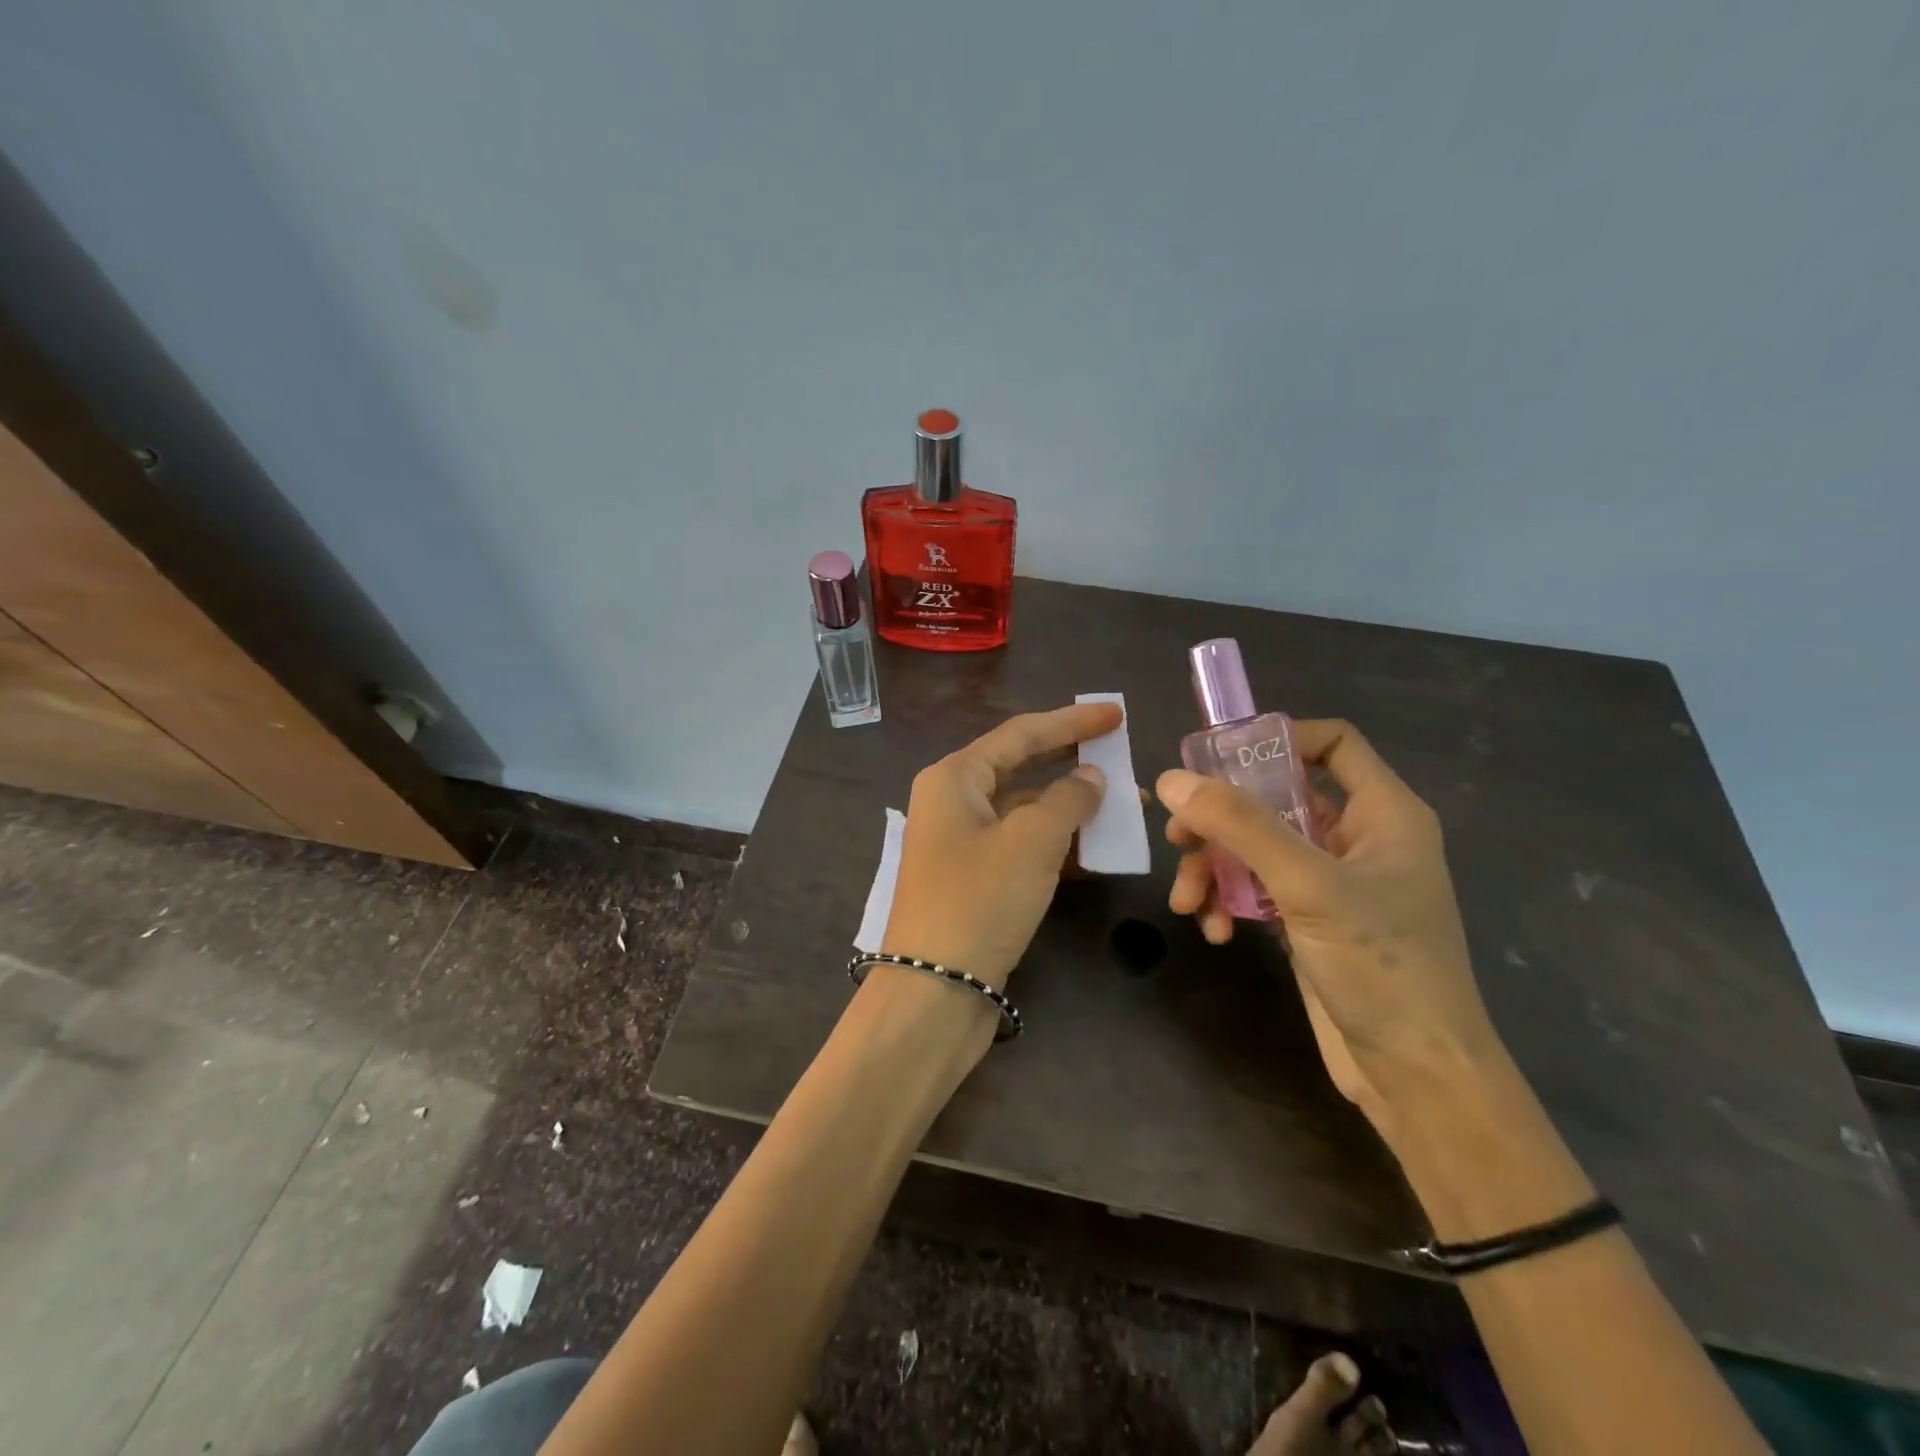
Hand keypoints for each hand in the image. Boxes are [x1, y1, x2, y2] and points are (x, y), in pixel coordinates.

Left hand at [883, 702, 1118, 988]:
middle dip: (1071, 761)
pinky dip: (1056, 842)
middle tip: (1119, 753)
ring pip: (1024, 810)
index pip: (1020, 734)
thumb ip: (1068, 799)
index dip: (1070, 722)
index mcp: (954, 778)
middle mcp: (952, 802)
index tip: (1115, 715)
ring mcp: (961, 843)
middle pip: (1021, 767)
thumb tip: (1091, 777)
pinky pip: (1021, 845)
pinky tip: (1095, 848)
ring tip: (1123, 805)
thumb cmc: (980, 900)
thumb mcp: (1031, 841)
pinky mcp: (974, 879)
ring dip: (1070, 807)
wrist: (935, 991)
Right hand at [1156, 718, 1502, 1126]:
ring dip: (1214, 867)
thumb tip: (1172, 779)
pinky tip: (1216, 931)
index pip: (1333, 742)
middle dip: (1222, 818)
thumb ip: (1241, 826)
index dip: (1277, 739)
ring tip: (1188, 901)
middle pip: (1276, 797)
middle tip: (1178, 837)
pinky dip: (1230, 901)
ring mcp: (1331, 881)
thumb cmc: (1381, 967)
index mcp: (1383, 813)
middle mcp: (1357, 838)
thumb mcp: (1308, 886)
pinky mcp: (1309, 919)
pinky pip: (1256, 887)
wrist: (1416, 1076)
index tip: (1218, 761)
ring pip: (1257, 846)